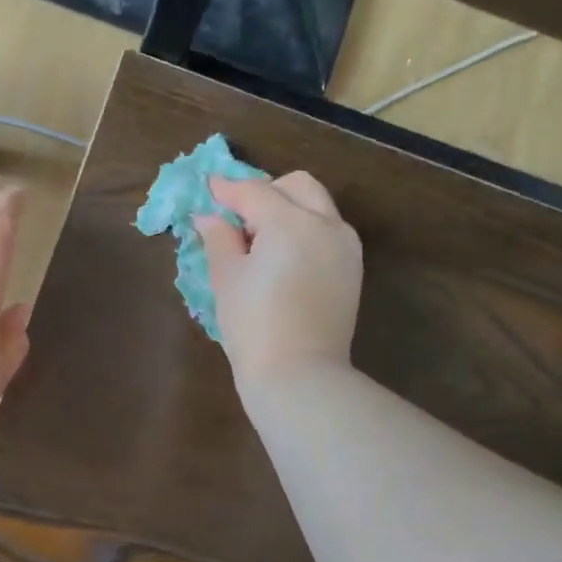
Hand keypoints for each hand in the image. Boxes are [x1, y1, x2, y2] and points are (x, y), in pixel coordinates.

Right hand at [194, 170, 361, 392]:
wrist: (298, 375)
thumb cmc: (252, 326)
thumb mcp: (226, 279)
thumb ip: (218, 239)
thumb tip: (209, 217)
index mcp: (291, 222)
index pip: (255, 192)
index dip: (227, 189)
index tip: (208, 188)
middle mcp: (326, 224)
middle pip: (296, 186)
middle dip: (266, 192)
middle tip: (238, 217)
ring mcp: (345, 247)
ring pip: (318, 207)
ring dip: (289, 209)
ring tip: (260, 241)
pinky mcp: (352, 270)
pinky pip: (328, 233)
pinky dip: (305, 231)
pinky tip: (283, 259)